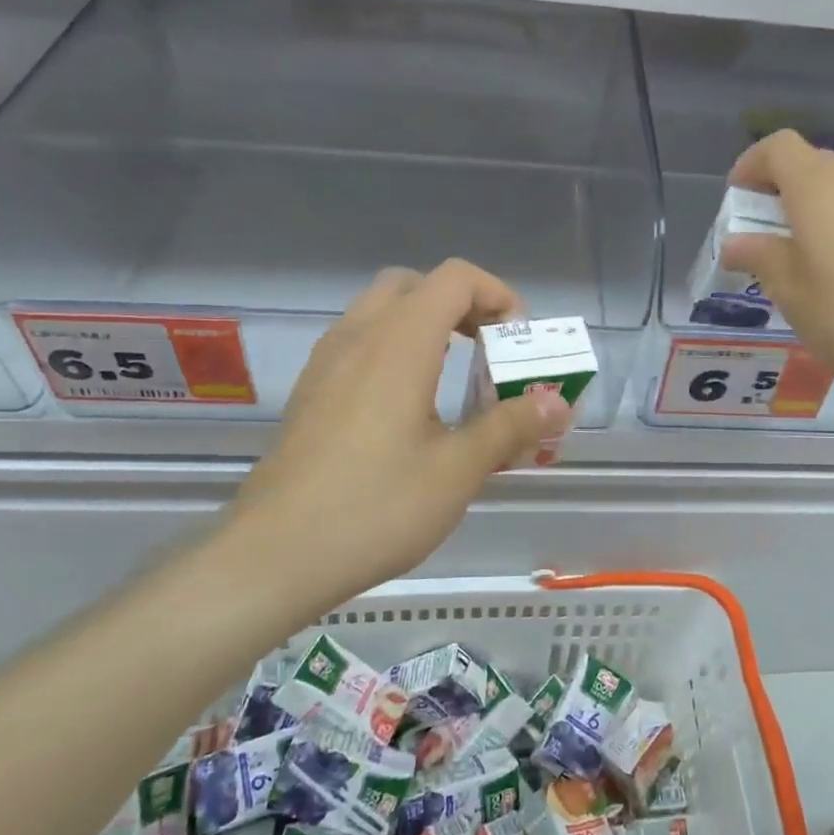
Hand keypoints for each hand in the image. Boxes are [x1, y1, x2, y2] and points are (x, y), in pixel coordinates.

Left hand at [227, 261, 571, 604]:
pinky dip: (393, 349)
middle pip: (414, 286)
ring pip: (380, 311)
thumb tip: (557, 402)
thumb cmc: (377, 507)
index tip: (517, 341)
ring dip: (424, 326)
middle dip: (460, 305)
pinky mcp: (310, 392)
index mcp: (399, 342)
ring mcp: (326, 363)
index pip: (454, 278)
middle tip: (486, 349)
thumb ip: (510, 426)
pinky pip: (358, 343)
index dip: (497, 294)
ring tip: (453, 377)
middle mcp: (358, 337)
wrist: (276, 556)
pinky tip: (408, 407)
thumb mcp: (458, 469)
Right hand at [721, 130, 833, 395]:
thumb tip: (735, 242)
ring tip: (804, 252)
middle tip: (765, 233)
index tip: (738, 200)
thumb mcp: (792, 293)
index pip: (777, 147)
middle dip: (779, 188)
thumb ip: (760, 258)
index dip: (750, 165)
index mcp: (819, 187)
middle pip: (809, 161)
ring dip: (813, 204)